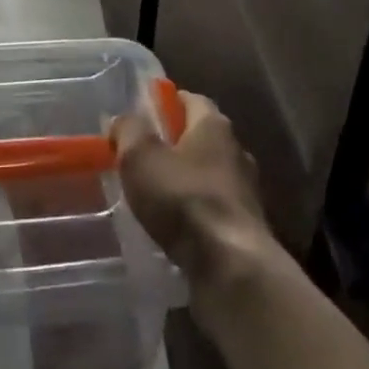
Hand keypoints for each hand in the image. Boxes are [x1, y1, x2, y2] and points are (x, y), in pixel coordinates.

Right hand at [112, 90, 274, 291]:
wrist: (231, 268)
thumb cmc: (183, 199)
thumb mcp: (141, 156)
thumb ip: (129, 130)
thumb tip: (123, 119)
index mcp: (214, 125)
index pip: (190, 99)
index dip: (166, 102)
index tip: (141, 113)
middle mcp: (236, 151)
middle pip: (201, 137)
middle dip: (173, 143)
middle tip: (141, 155)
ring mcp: (245, 191)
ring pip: (208, 175)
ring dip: (184, 181)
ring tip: (154, 195)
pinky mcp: (246, 228)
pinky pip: (213, 210)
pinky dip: (194, 213)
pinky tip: (173, 227)